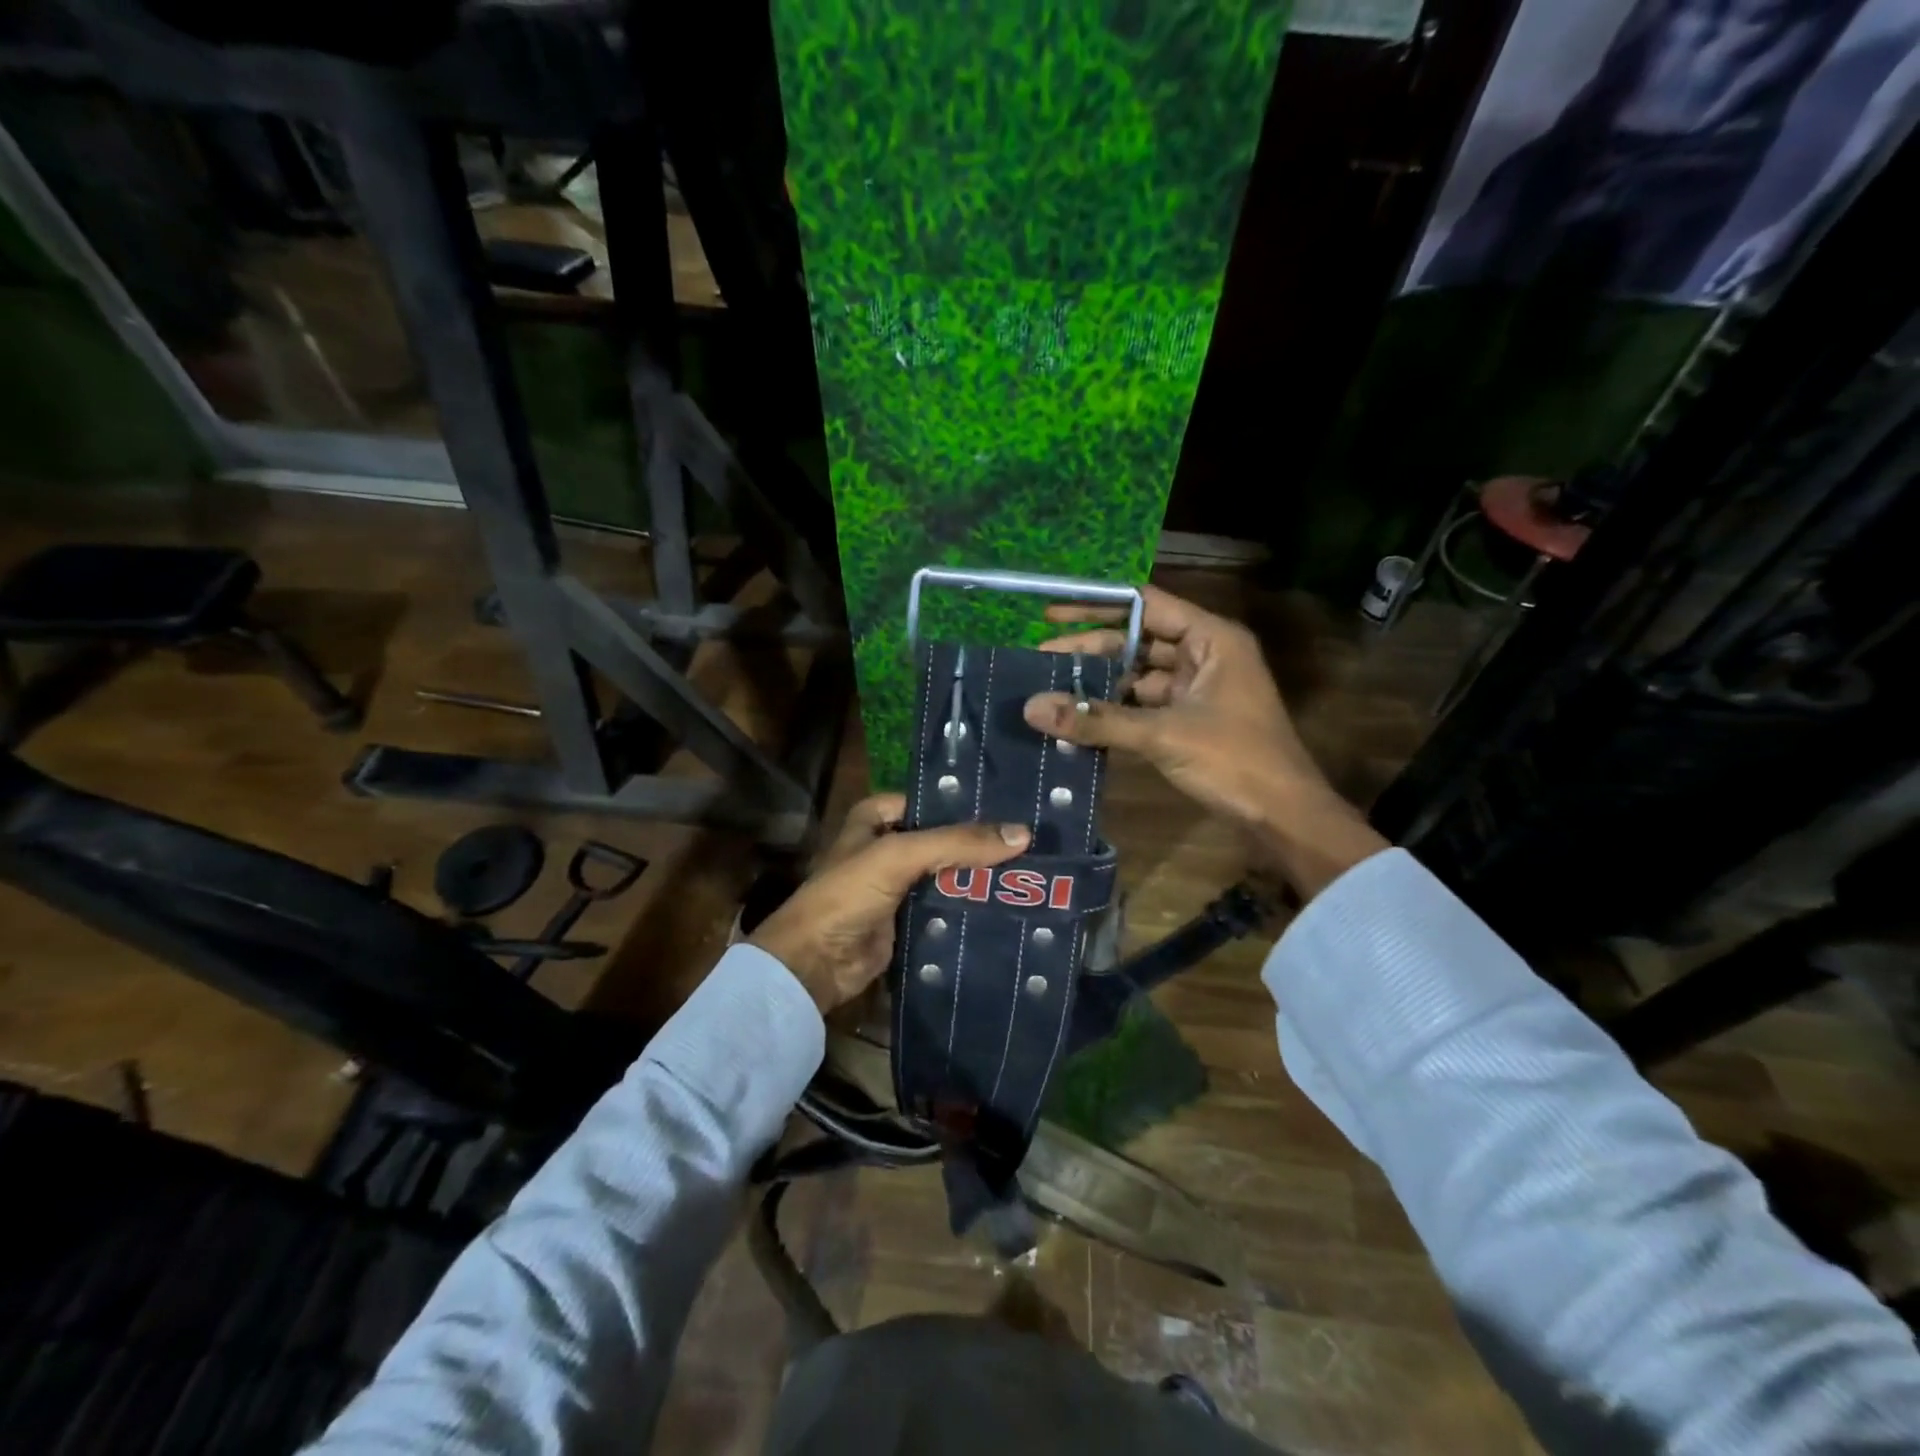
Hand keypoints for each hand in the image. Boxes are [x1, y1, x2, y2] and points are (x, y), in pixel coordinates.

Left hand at [749, 794, 1031, 1012]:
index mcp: (877, 818)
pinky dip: (971, 908)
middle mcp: (889, 846)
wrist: (814, 964)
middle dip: (982, 844)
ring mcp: (899, 885)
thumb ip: (957, 842)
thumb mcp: (899, 856)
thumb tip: (1022, 833)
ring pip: (949, 875)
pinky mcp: (909, 920)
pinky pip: (946, 907)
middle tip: (1037, 843)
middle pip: (944, 839)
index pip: (933, 802)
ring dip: (980, 878)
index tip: (1017, 809)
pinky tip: (1010, 906)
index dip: (969, 805)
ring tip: (1036, 873)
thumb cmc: (848, 894)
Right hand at [1022, 585, 1384, 899]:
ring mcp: (1197, 688)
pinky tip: (1079, 718)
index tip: (1052, 612)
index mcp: (1211, 639)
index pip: (1145, 605)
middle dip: (1091, 649)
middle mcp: (1204, 655)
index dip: (1096, 605)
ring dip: (1100, 682)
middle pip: (1137, 640)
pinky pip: (1143, 704)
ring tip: (1051, 687)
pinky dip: (1114, 710)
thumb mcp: (1163, 735)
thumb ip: (1098, 720)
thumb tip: (1033, 708)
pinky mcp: (1189, 719)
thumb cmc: (1234, 760)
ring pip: (1138, 674)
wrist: (1282, 815)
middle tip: (1041, 659)